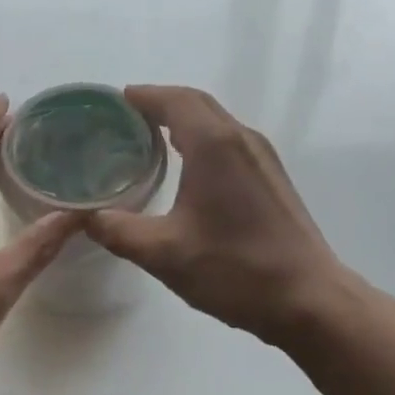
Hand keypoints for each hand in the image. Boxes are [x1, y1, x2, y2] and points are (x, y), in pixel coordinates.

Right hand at [85, 86, 354, 346]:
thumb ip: (119, 231)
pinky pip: (230, 140)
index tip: (114, 102)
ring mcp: (262, 155)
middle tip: (125, 120)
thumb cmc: (235, 269)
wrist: (309, 298)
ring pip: (216, 121)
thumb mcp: (164, 254)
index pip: (174, 100)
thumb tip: (85, 217)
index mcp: (214, 144)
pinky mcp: (272, 176)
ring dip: (183, 120)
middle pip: (196, 103)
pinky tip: (188, 168)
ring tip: (149, 140)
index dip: (143, 96)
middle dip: (160, 103)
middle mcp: (241, 138)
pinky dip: (202, 138)